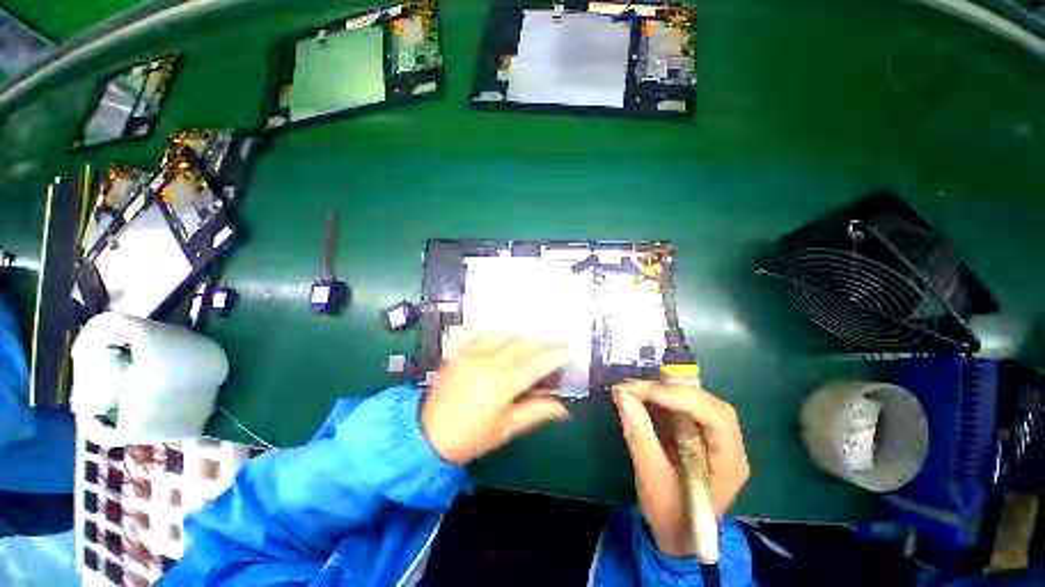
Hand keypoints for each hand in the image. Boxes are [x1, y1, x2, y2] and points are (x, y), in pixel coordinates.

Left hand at [421, 332, 570, 463]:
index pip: (536, 364)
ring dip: (522, 333)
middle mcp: (489, 363)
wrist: (427, 436)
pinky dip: (495, 330)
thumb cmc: (470, 438)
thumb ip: (535, 412)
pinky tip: (503, 331)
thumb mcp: (506, 430)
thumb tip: (563, 408)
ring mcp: (472, 354)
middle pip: (522, 345)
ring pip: (503, 335)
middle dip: (542, 341)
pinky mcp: (459, 353)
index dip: (554, 355)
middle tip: (556, 339)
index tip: (568, 350)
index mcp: (503, 384)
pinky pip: (480, 333)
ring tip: (534, 334)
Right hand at [613, 380, 749, 557]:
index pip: (716, 417)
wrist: (678, 537)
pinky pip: (680, 407)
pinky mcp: (695, 434)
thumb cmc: (670, 515)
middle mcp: (727, 444)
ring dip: (661, 392)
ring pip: (692, 400)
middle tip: (633, 388)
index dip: (682, 398)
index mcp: (729, 462)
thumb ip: (638, 434)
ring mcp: (712, 437)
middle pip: (705, 403)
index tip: (644, 392)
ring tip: (633, 390)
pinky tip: (641, 398)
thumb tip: (621, 394)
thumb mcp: (651, 478)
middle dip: (668, 391)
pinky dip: (659, 399)